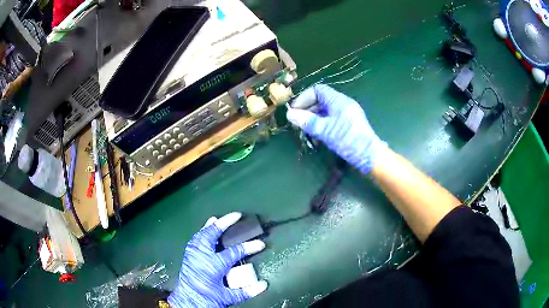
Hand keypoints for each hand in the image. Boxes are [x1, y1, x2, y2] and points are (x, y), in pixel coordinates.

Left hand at [168, 213, 267, 307]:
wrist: (187, 301)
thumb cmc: (207, 299)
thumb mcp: (227, 297)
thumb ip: (246, 291)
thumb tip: (264, 285)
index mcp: (213, 265)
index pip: (234, 252)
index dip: (249, 247)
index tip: (261, 243)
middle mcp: (202, 256)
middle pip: (212, 234)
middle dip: (224, 223)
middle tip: (236, 215)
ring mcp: (193, 254)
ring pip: (202, 234)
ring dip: (212, 226)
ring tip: (219, 219)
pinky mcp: (188, 256)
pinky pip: (196, 239)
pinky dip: (202, 232)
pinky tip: (205, 230)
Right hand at [286, 84, 385, 173]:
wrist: (369, 156)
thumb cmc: (348, 140)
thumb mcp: (325, 130)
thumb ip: (307, 121)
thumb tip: (289, 114)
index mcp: (338, 100)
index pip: (318, 90)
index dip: (304, 98)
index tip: (294, 110)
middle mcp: (343, 104)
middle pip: (321, 100)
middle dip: (307, 109)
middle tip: (297, 122)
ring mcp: (347, 114)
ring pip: (326, 111)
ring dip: (314, 118)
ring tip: (305, 130)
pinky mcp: (349, 124)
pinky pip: (332, 119)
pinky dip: (322, 124)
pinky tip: (317, 136)